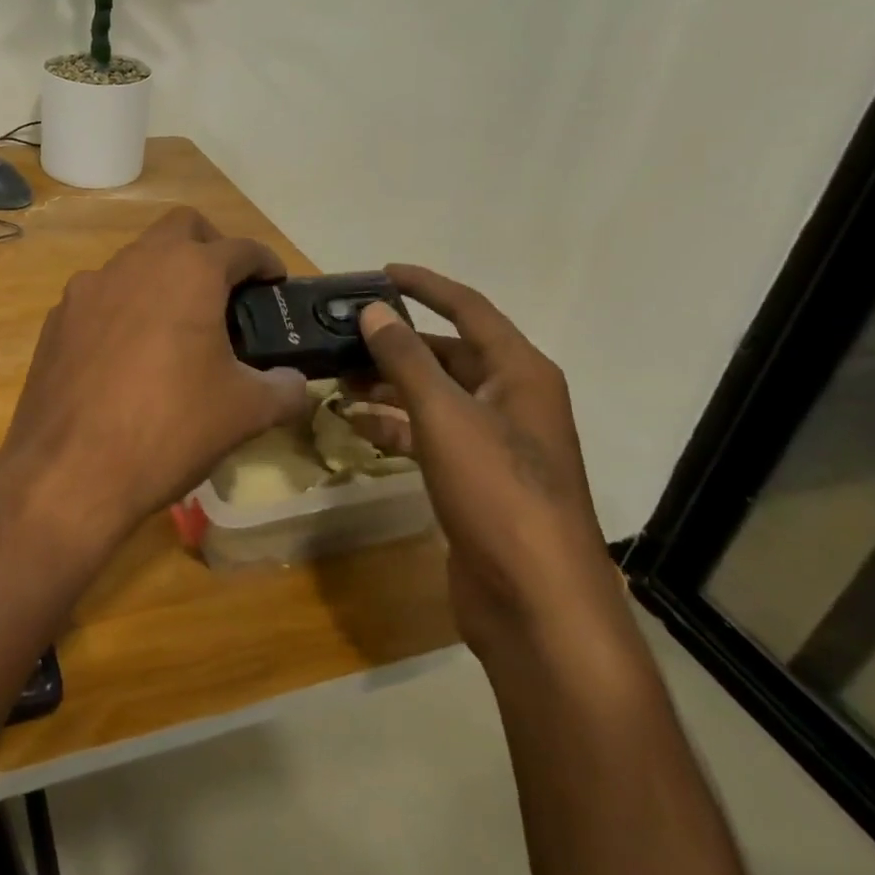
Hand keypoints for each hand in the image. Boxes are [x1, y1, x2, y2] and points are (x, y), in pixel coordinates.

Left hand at [0, 207, 309, 553]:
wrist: (68, 471)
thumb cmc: (169, 429)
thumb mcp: (244, 412)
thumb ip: (283, 389)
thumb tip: (294, 383)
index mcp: (188, 271)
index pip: (240, 248)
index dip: (265, 262)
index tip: (275, 283)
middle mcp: (135, 264)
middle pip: (181, 228)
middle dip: (211, 247)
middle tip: (227, 291)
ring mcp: (88, 287)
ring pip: (135, 260)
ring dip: (163, 278)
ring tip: (178, 329)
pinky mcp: (58, 318)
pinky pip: (101, 297)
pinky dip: (123, 308)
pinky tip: (128, 356)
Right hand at [350, 266, 628, 664]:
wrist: (537, 604)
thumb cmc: (498, 492)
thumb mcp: (445, 415)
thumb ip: (405, 358)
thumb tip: (373, 310)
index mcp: (519, 373)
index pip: (469, 309)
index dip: (426, 285)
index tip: (381, 271)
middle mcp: (511, 399)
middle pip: (447, 353)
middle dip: (395, 343)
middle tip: (342, 334)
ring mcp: (494, 442)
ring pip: (433, 395)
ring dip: (388, 385)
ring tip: (337, 377)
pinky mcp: (474, 479)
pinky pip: (428, 435)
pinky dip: (394, 426)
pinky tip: (355, 425)